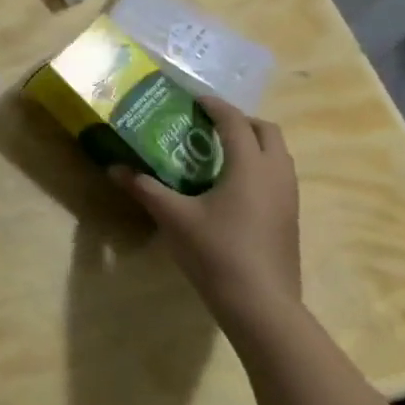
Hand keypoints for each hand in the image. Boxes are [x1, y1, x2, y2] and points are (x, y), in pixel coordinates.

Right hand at [110, 94, 299, 326]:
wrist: (261, 305)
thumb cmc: (216, 251)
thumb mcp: (173, 217)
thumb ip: (145, 188)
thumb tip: (114, 168)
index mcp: (249, 166)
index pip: (235, 122)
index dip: (215, 106)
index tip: (194, 99)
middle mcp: (276, 174)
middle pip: (267, 132)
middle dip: (240, 121)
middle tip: (209, 124)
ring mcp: (288, 198)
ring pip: (278, 155)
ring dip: (253, 144)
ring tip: (218, 152)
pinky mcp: (289, 218)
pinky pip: (278, 176)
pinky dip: (258, 166)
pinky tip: (231, 186)